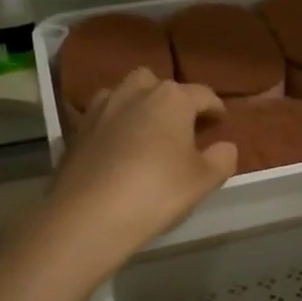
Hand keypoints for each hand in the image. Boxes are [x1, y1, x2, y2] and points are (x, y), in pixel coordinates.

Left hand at [47, 71, 237, 254]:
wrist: (87, 216)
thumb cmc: (156, 192)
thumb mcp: (203, 180)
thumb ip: (222, 158)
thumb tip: (225, 146)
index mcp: (172, 98)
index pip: (203, 94)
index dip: (215, 108)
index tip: (221, 121)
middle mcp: (135, 92)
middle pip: (159, 84)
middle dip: (171, 99)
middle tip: (180, 125)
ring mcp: (101, 108)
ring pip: (125, 93)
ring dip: (139, 105)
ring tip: (146, 131)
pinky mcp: (76, 130)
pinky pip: (102, 117)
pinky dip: (113, 125)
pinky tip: (116, 148)